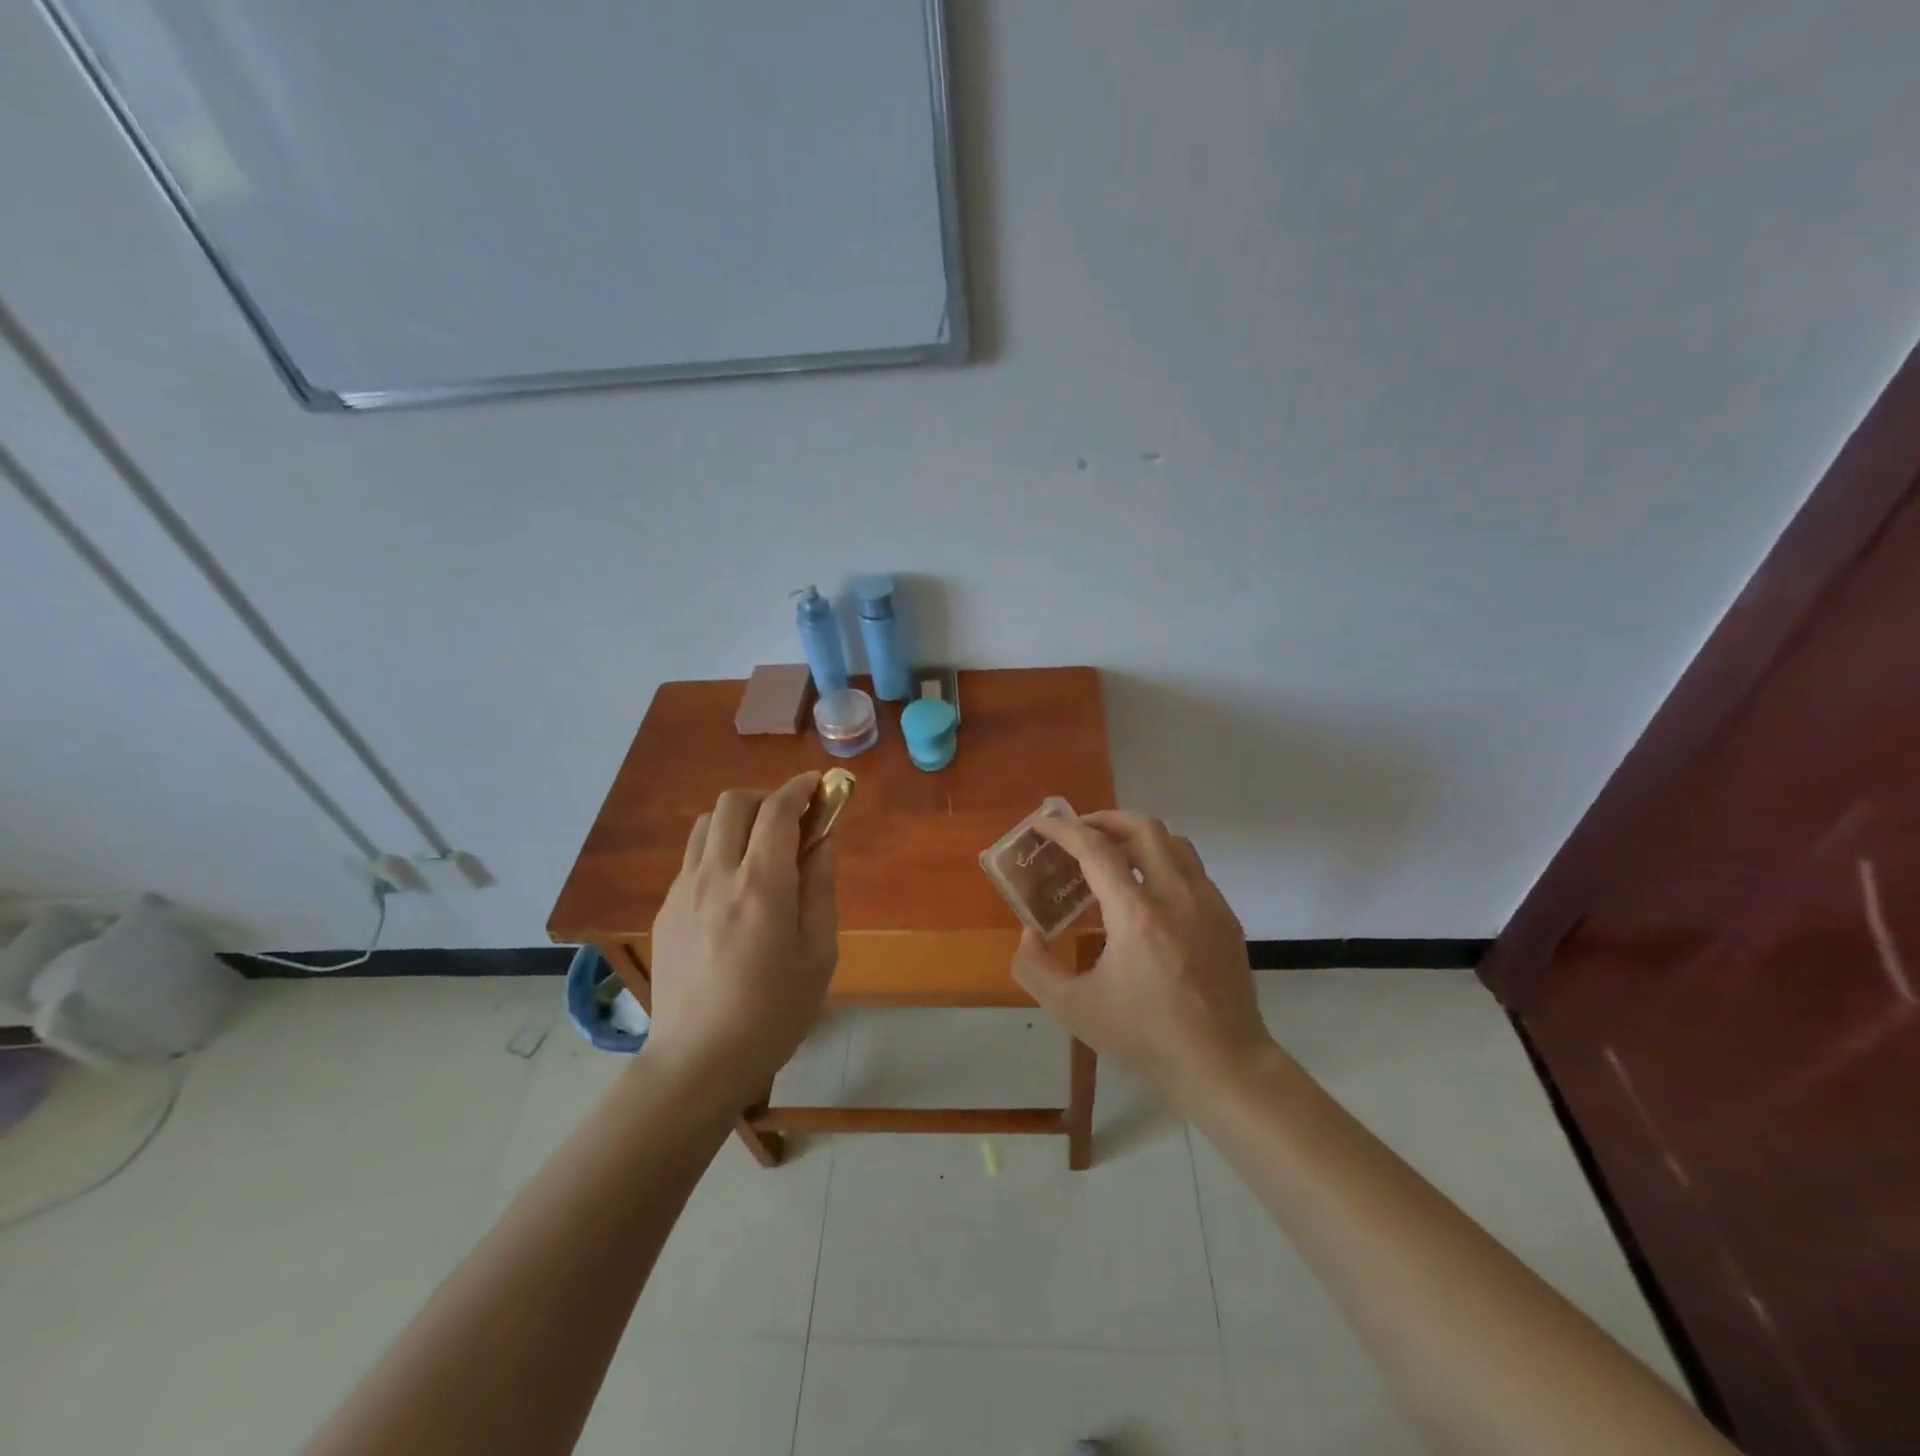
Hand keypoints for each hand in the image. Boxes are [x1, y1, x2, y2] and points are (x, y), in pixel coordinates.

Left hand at [647, 773, 838, 1100]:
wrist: (698, 1061)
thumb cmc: (774, 1012)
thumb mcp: (819, 953)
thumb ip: (821, 888)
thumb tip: (822, 842)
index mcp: (761, 885)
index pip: (777, 810)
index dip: (800, 789)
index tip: (819, 787)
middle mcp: (717, 875)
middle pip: (734, 803)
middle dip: (768, 798)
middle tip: (793, 822)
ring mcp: (683, 891)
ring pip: (705, 824)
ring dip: (738, 820)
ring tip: (761, 848)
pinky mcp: (666, 910)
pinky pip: (692, 858)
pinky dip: (717, 849)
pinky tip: (734, 886)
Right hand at [1010, 811, 1272, 1099]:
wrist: (1224, 1067)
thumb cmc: (1145, 1038)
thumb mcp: (1073, 1010)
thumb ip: (1036, 967)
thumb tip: (1030, 933)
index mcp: (1136, 914)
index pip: (1096, 849)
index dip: (1065, 830)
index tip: (1043, 823)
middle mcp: (1176, 894)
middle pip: (1143, 828)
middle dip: (1105, 820)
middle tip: (1079, 832)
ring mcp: (1207, 902)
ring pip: (1173, 842)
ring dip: (1138, 836)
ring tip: (1113, 853)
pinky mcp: (1226, 917)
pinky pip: (1191, 868)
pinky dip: (1163, 860)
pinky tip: (1148, 890)